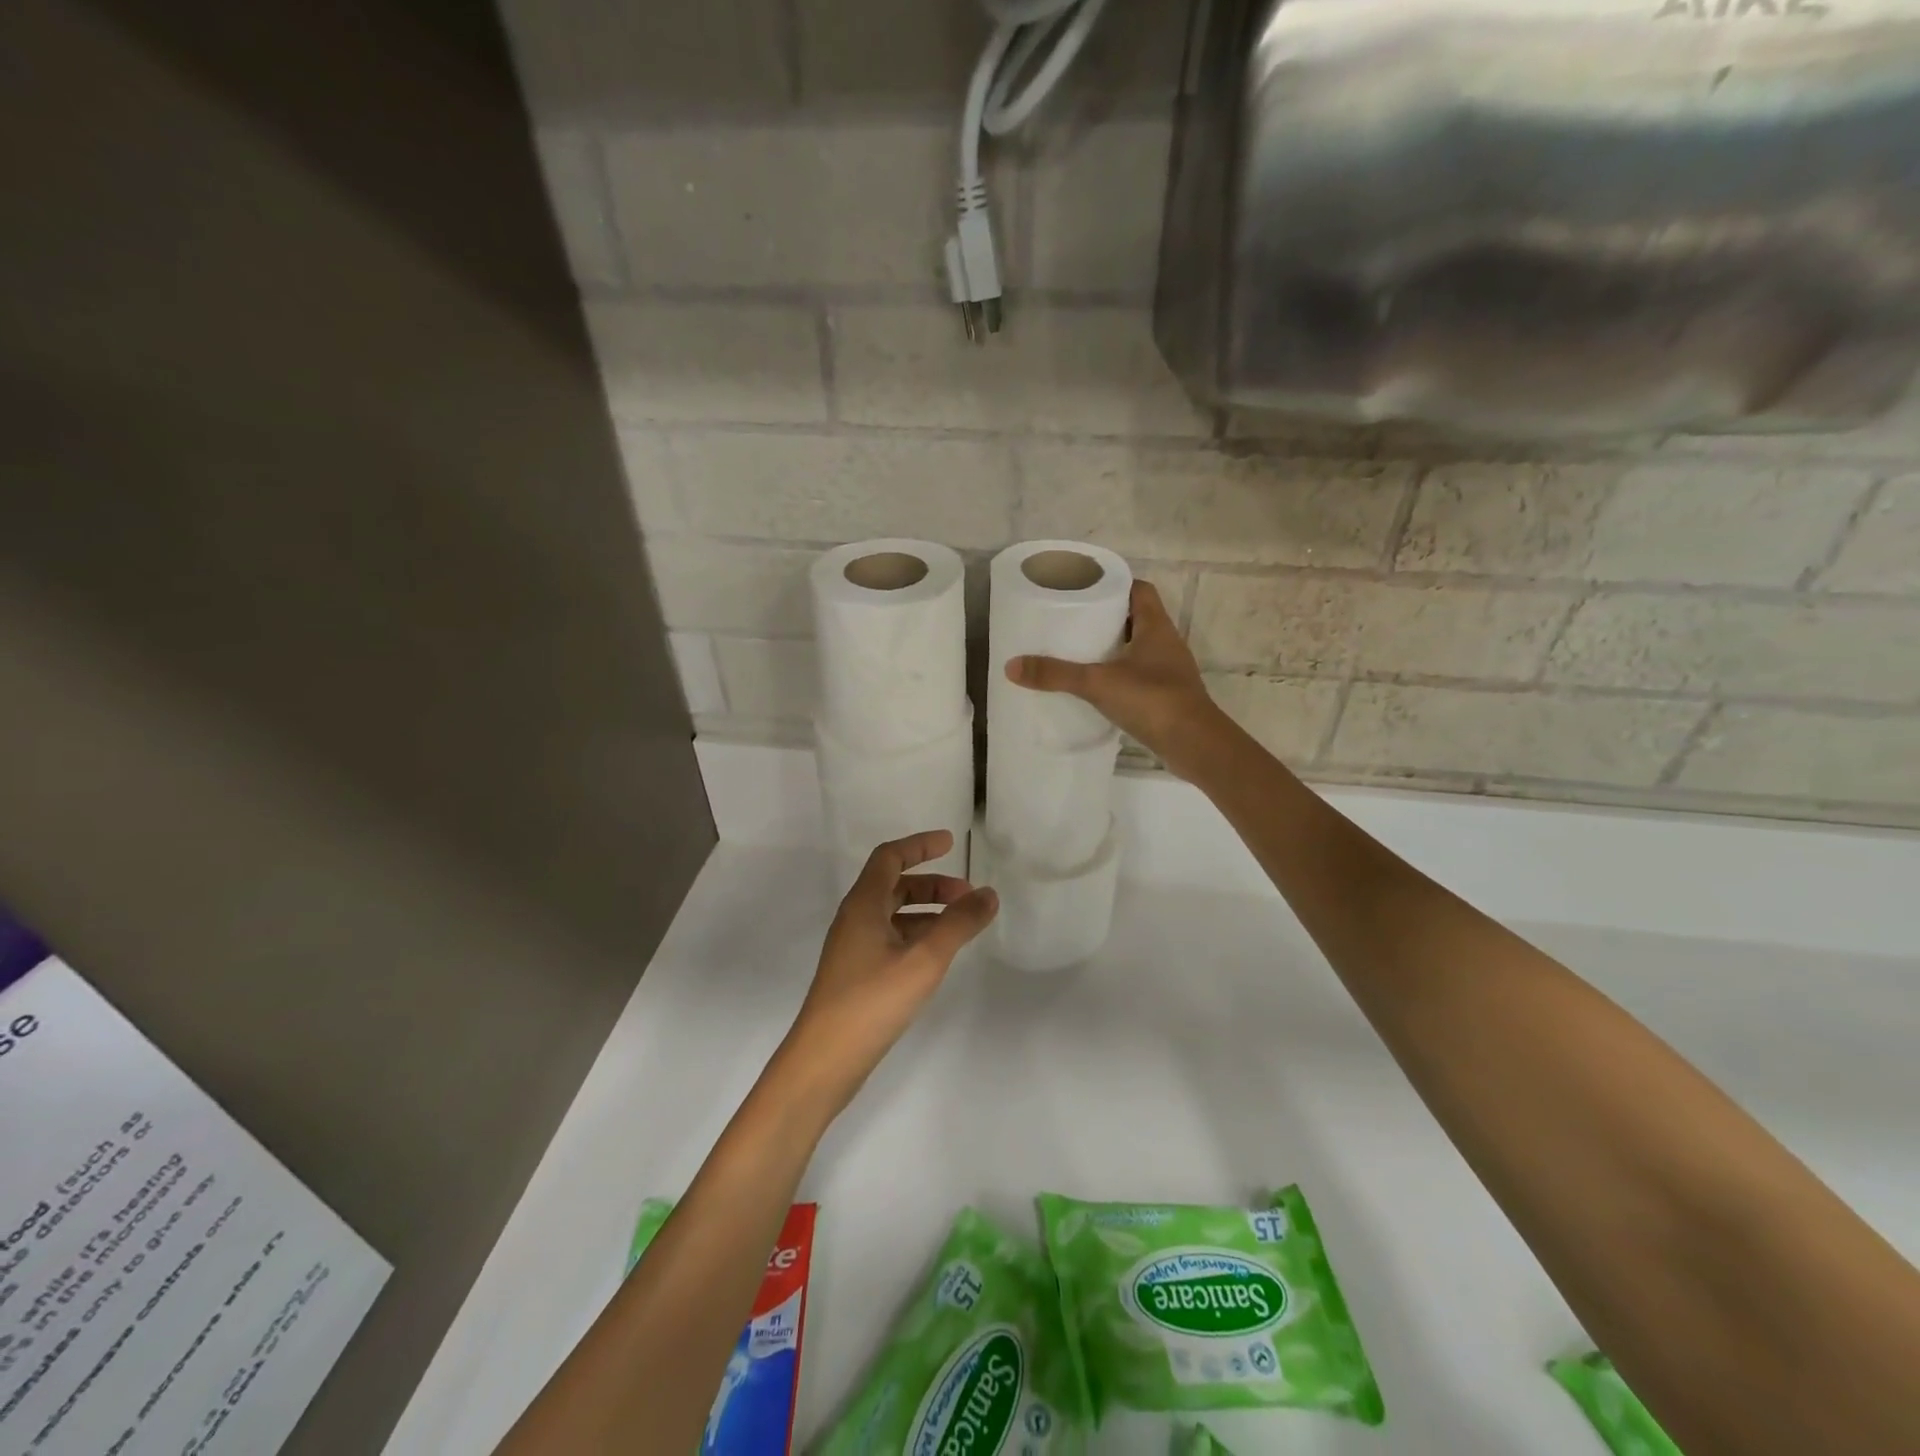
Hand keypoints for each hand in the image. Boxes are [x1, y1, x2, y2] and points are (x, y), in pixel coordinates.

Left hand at [775, 830, 997, 1115]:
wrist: (824, 1060)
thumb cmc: (872, 1001)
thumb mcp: (924, 959)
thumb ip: (959, 924)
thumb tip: (988, 894)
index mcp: (863, 904)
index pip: (890, 857)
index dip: (919, 845)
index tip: (951, 843)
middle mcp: (854, 919)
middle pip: (893, 885)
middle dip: (931, 884)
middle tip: (967, 894)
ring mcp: (853, 948)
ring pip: (892, 914)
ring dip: (926, 911)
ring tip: (960, 925)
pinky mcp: (856, 974)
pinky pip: (889, 938)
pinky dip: (916, 934)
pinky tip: (936, 955)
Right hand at [1005, 581, 1225, 779]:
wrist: (1195, 745)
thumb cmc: (1152, 700)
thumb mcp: (1097, 683)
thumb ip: (1056, 674)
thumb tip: (1011, 666)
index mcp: (1156, 627)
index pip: (1139, 590)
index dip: (1116, 585)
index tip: (1086, 589)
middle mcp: (1166, 643)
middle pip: (1137, 618)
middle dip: (1108, 617)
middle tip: (1074, 620)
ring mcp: (1169, 671)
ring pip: (1139, 648)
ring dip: (1114, 648)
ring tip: (1080, 651)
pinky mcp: (1167, 697)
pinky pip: (1140, 676)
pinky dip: (1120, 675)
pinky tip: (1098, 687)